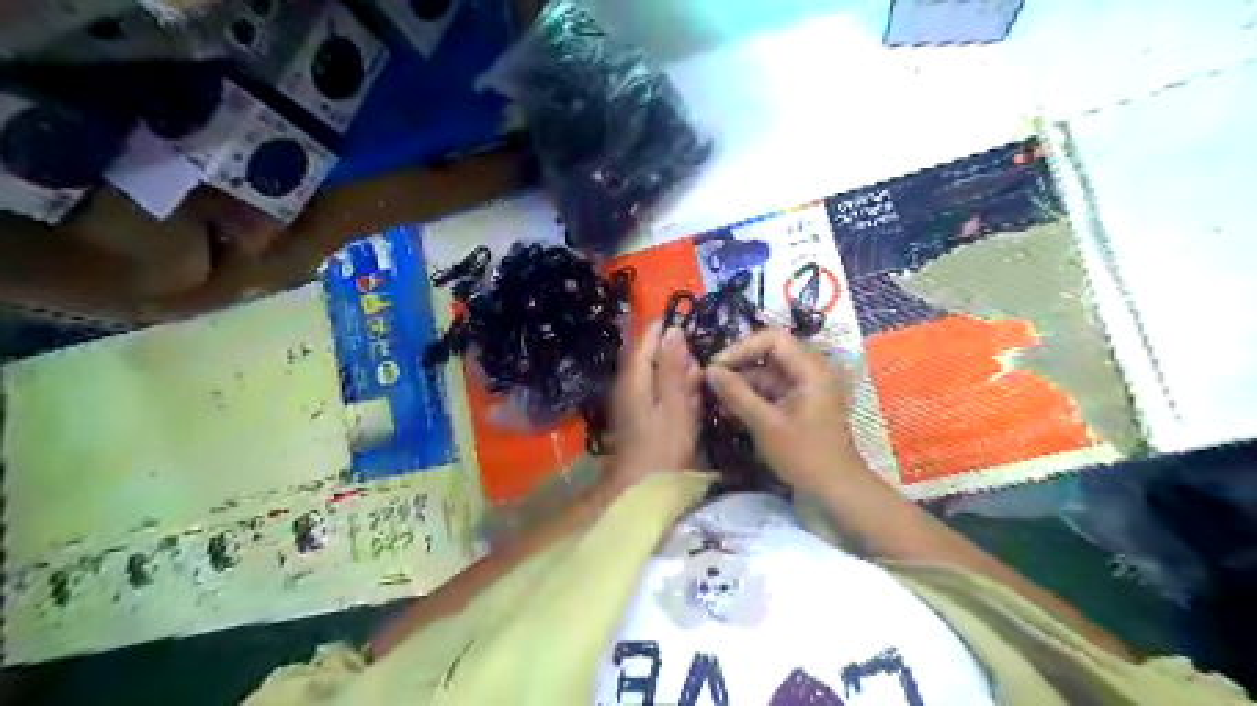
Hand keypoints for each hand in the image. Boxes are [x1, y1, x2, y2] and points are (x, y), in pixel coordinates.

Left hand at [605, 319, 703, 491]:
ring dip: (677, 376)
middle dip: (674, 354)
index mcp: (634, 379)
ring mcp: (634, 405)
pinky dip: (675, 395)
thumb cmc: (661, 447)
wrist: (642, 489)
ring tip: (698, 378)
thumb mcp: (673, 404)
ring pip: (657, 379)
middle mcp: (630, 387)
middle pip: (651, 360)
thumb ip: (672, 367)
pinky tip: (691, 401)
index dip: (660, 328)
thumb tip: (673, 331)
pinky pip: (660, 397)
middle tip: (698, 356)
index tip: (681, 316)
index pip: (644, 343)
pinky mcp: (642, 420)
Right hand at [705, 328, 866, 492]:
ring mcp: (804, 390)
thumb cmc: (804, 455)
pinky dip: (752, 401)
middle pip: (768, 357)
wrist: (836, 490)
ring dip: (742, 388)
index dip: (741, 348)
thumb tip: (710, 371)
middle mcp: (809, 373)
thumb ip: (736, 394)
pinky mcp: (798, 406)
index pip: (773, 339)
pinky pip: (771, 393)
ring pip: (766, 377)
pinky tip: (732, 416)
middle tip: (711, 387)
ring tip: (718, 405)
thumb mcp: (765, 424)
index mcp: (810, 370)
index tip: (717, 367)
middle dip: (738, 370)